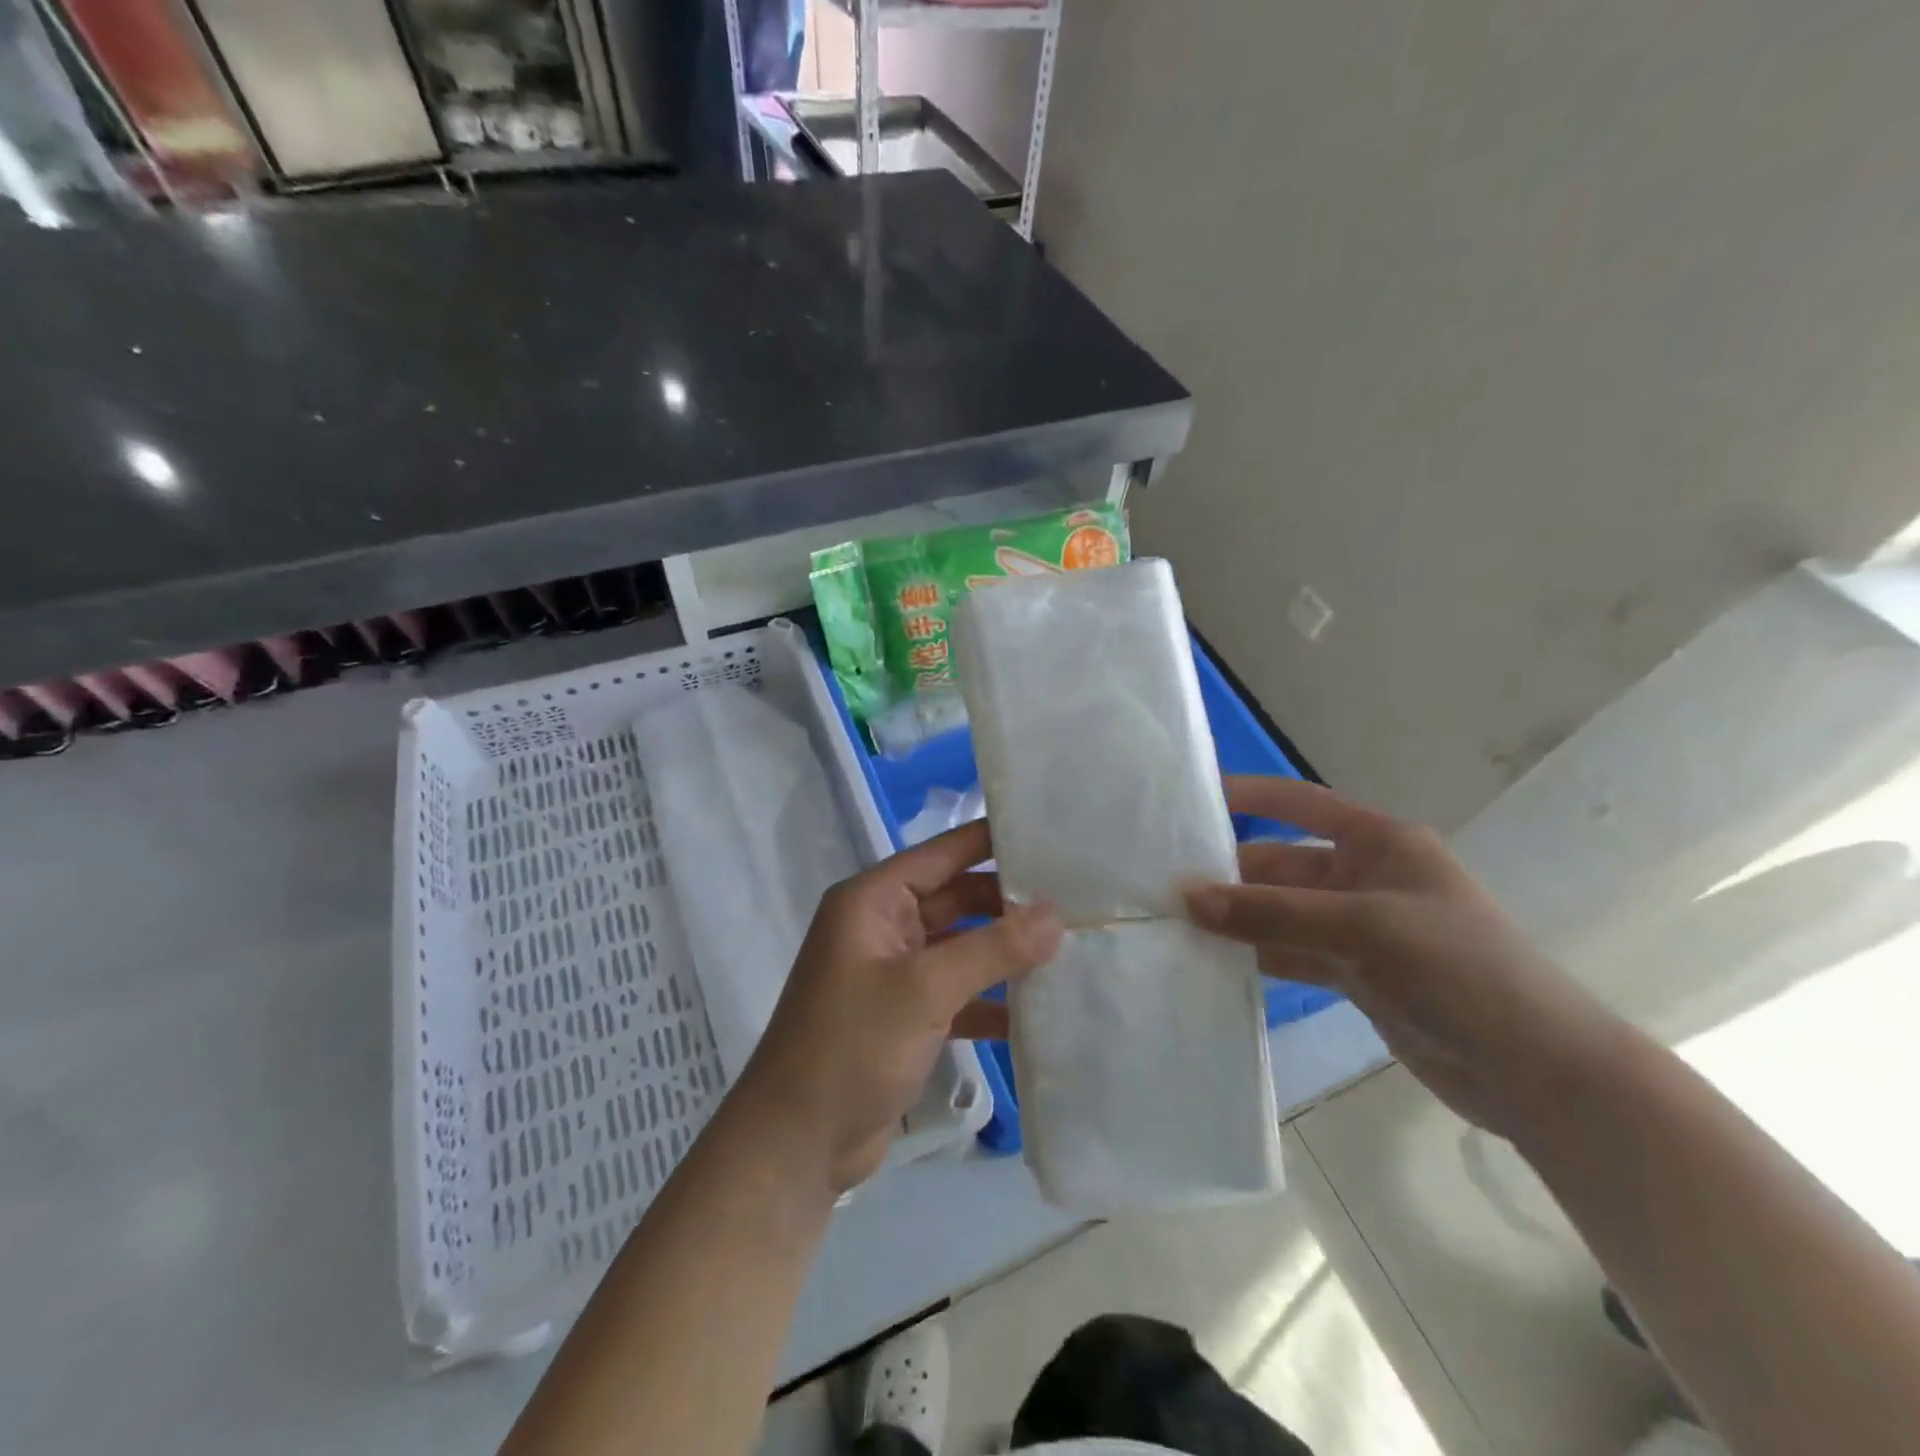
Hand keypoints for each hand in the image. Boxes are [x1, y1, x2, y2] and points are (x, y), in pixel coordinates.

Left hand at [733, 820, 1062, 1192]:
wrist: (797, 1145)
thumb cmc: (852, 1047)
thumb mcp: (925, 990)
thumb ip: (993, 948)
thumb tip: (1056, 915)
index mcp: (873, 901)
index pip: (942, 853)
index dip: (992, 841)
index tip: (1050, 834)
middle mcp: (883, 927)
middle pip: (956, 899)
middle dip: (1008, 903)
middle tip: (1076, 901)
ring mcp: (894, 974)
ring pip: (961, 947)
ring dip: (1005, 952)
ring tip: (1071, 948)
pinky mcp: (905, 1017)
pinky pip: (958, 993)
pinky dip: (991, 1000)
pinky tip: (1039, 1010)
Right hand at [1184, 776, 1624, 1136]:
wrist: (1538, 1072)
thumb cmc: (1458, 970)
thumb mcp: (1361, 929)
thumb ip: (1270, 914)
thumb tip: (1186, 897)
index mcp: (1379, 842)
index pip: (1300, 803)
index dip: (1249, 796)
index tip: (1190, 800)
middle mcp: (1365, 877)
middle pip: (1282, 863)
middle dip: (1230, 873)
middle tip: (1164, 883)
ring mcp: (1359, 928)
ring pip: (1281, 912)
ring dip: (1238, 919)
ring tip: (1174, 923)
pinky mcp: (1356, 973)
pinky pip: (1292, 953)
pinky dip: (1257, 956)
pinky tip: (1212, 963)